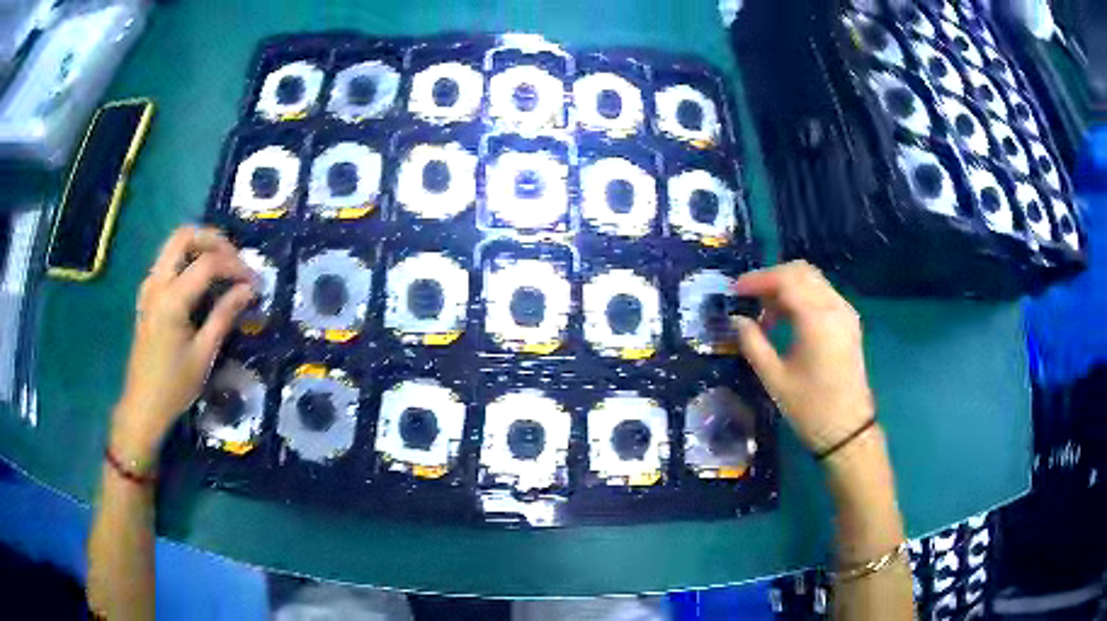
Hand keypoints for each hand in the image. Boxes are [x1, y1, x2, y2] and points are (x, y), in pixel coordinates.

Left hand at [111, 226, 253, 462]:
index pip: (207, 263)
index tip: (254, 282)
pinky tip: (201, 280)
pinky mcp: (147, 294)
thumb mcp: (204, 355)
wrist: (142, 406)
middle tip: (235, 260)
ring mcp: (149, 286)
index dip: (235, 266)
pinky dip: (188, 258)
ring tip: (222, 267)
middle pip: (185, 235)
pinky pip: (168, 260)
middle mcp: (157, 283)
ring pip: (174, 243)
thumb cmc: (174, 387)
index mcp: (171, 300)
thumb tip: (248, 290)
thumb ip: (224, 315)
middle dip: (214, 240)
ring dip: (200, 246)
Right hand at [732, 260, 874, 454]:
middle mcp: (835, 307)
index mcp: (817, 319)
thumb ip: (753, 343)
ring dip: (787, 287)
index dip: (758, 280)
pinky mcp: (849, 323)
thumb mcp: (774, 378)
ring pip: (813, 281)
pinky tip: (788, 320)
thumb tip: (737, 319)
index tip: (735, 291)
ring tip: (766, 314)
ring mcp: (845, 313)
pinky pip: (823, 295)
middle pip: (801, 272)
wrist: (847, 430)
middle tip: (750, 299)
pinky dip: (802, 297)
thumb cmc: (810, 407)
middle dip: (772, 279)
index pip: (785, 279)